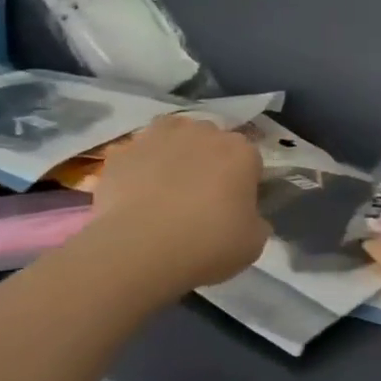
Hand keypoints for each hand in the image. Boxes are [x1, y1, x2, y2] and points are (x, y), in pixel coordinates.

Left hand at [90, 115, 266, 295]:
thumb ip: (255, 221)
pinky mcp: (124, 151)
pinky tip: (132, 194)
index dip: (243, 182)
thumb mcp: (252, 243)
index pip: (250, 159)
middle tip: (200, 199)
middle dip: (209, 162)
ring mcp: (160, 136)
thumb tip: (248, 217)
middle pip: (211, 141)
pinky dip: (137, 168)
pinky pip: (136, 155)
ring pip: (172, 136)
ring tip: (164, 188)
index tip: (235, 206)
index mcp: (241, 152)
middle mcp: (204, 132)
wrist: (140, 249)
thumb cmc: (207, 244)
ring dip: (173, 154)